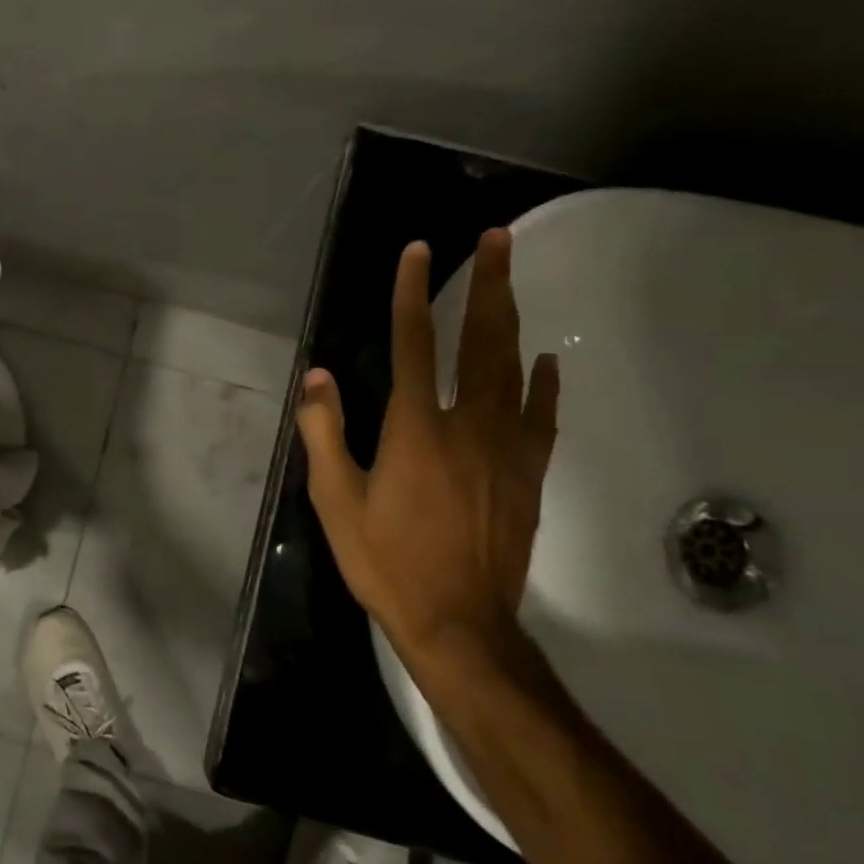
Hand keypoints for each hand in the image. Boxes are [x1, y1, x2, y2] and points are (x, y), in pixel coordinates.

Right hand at [296, 229, 558, 676]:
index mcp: (415, 429)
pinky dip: (543, 383)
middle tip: (498, 239)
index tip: (419, 251)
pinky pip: (541, 416)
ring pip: (513, 368)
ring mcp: (506, 449)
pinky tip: (546, 361)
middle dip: (487, 284)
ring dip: (513, 317)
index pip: (414, 342)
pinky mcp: (528, 476)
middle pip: (480, 341)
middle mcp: (466, 426)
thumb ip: (325, 433)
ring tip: (512, 278)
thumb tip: (317, 377)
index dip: (413, 292)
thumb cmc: (386, 561)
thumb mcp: (336, 500)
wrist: (459, 624)